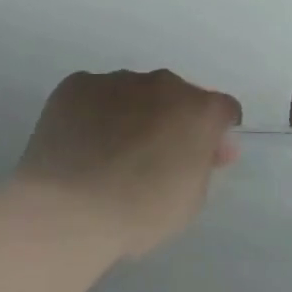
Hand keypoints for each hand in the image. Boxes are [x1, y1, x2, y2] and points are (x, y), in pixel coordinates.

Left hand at [12, 70, 241, 256]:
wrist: (68, 209)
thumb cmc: (139, 212)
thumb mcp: (190, 201)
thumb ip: (203, 166)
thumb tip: (210, 147)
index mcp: (200, 110)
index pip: (223, 110)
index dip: (215, 134)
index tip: (202, 157)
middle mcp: (163, 84)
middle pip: (177, 96)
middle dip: (171, 119)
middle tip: (151, 157)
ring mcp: (117, 80)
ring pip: (133, 93)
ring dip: (131, 113)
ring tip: (106, 154)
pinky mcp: (76, 84)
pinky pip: (94, 94)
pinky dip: (92, 113)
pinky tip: (79, 145)